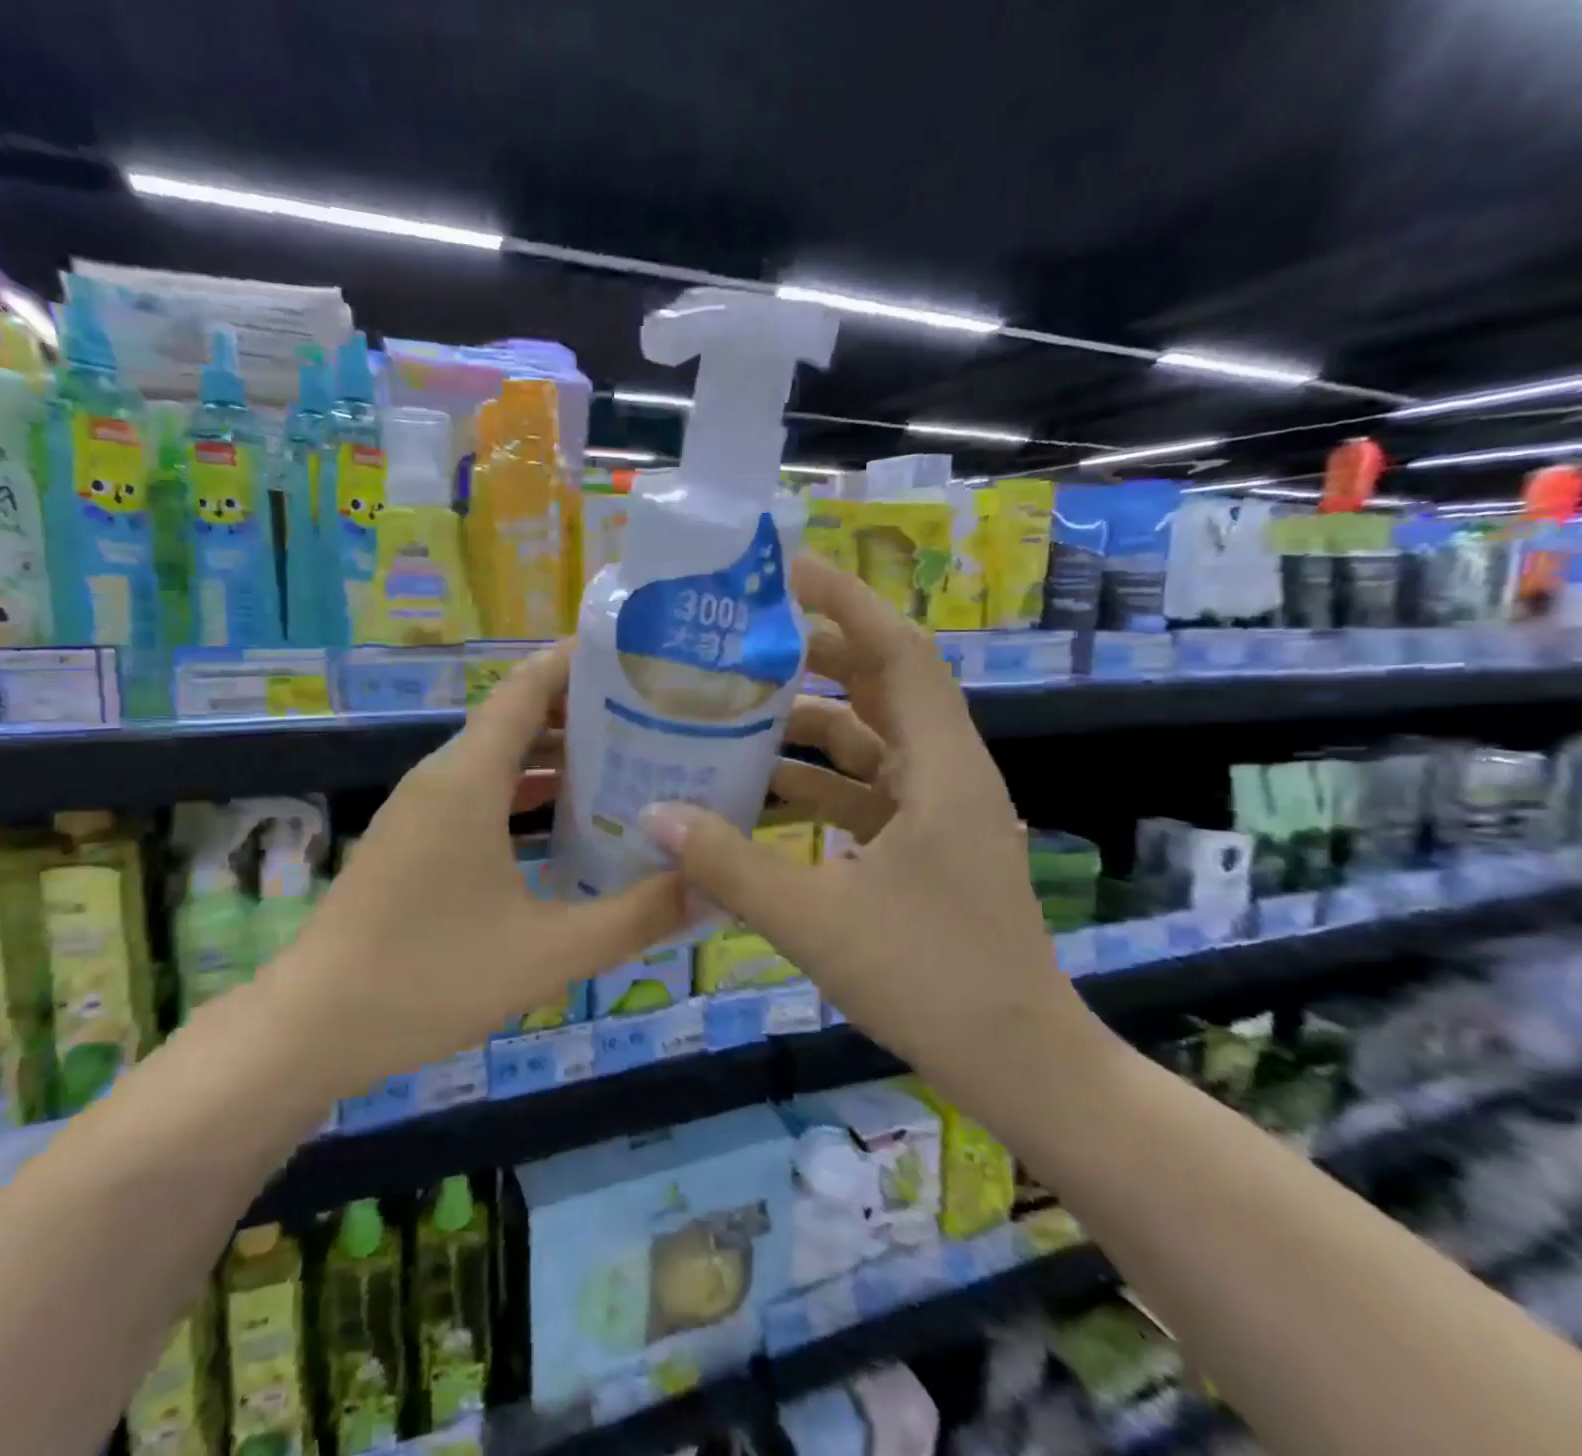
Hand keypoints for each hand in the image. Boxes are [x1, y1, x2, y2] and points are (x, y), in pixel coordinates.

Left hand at [287, 643, 686, 1081]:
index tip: (637, 657)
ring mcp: (422, 809)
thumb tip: (708, 888)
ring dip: (557, 757)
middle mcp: (442, 777)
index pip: (528, 687)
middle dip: (584, 712)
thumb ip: (634, 918)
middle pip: (518, 718)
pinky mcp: (414, 840)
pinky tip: (569, 825)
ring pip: (499, 759)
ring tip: (628, 764)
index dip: (577, 661)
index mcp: (468, 778)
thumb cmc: (430, 977)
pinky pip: (480, 794)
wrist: (313, 1028)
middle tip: (656, 719)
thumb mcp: (548, 952)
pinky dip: (526, 794)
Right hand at [639, 556, 1100, 1120]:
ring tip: (737, 711)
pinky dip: (818, 782)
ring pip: (869, 741)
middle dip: (816, 655)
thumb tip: (654, 813)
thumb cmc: (931, 980)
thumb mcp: (817, 921)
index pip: (899, 653)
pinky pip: (865, 790)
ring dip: (809, 723)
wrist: (1020, 1063)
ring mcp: (938, 811)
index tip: (788, 572)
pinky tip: (762, 792)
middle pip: (881, 686)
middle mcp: (946, 774)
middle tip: (744, 640)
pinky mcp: (925, 845)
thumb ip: (730, 866)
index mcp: (941, 769)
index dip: (848, 603)